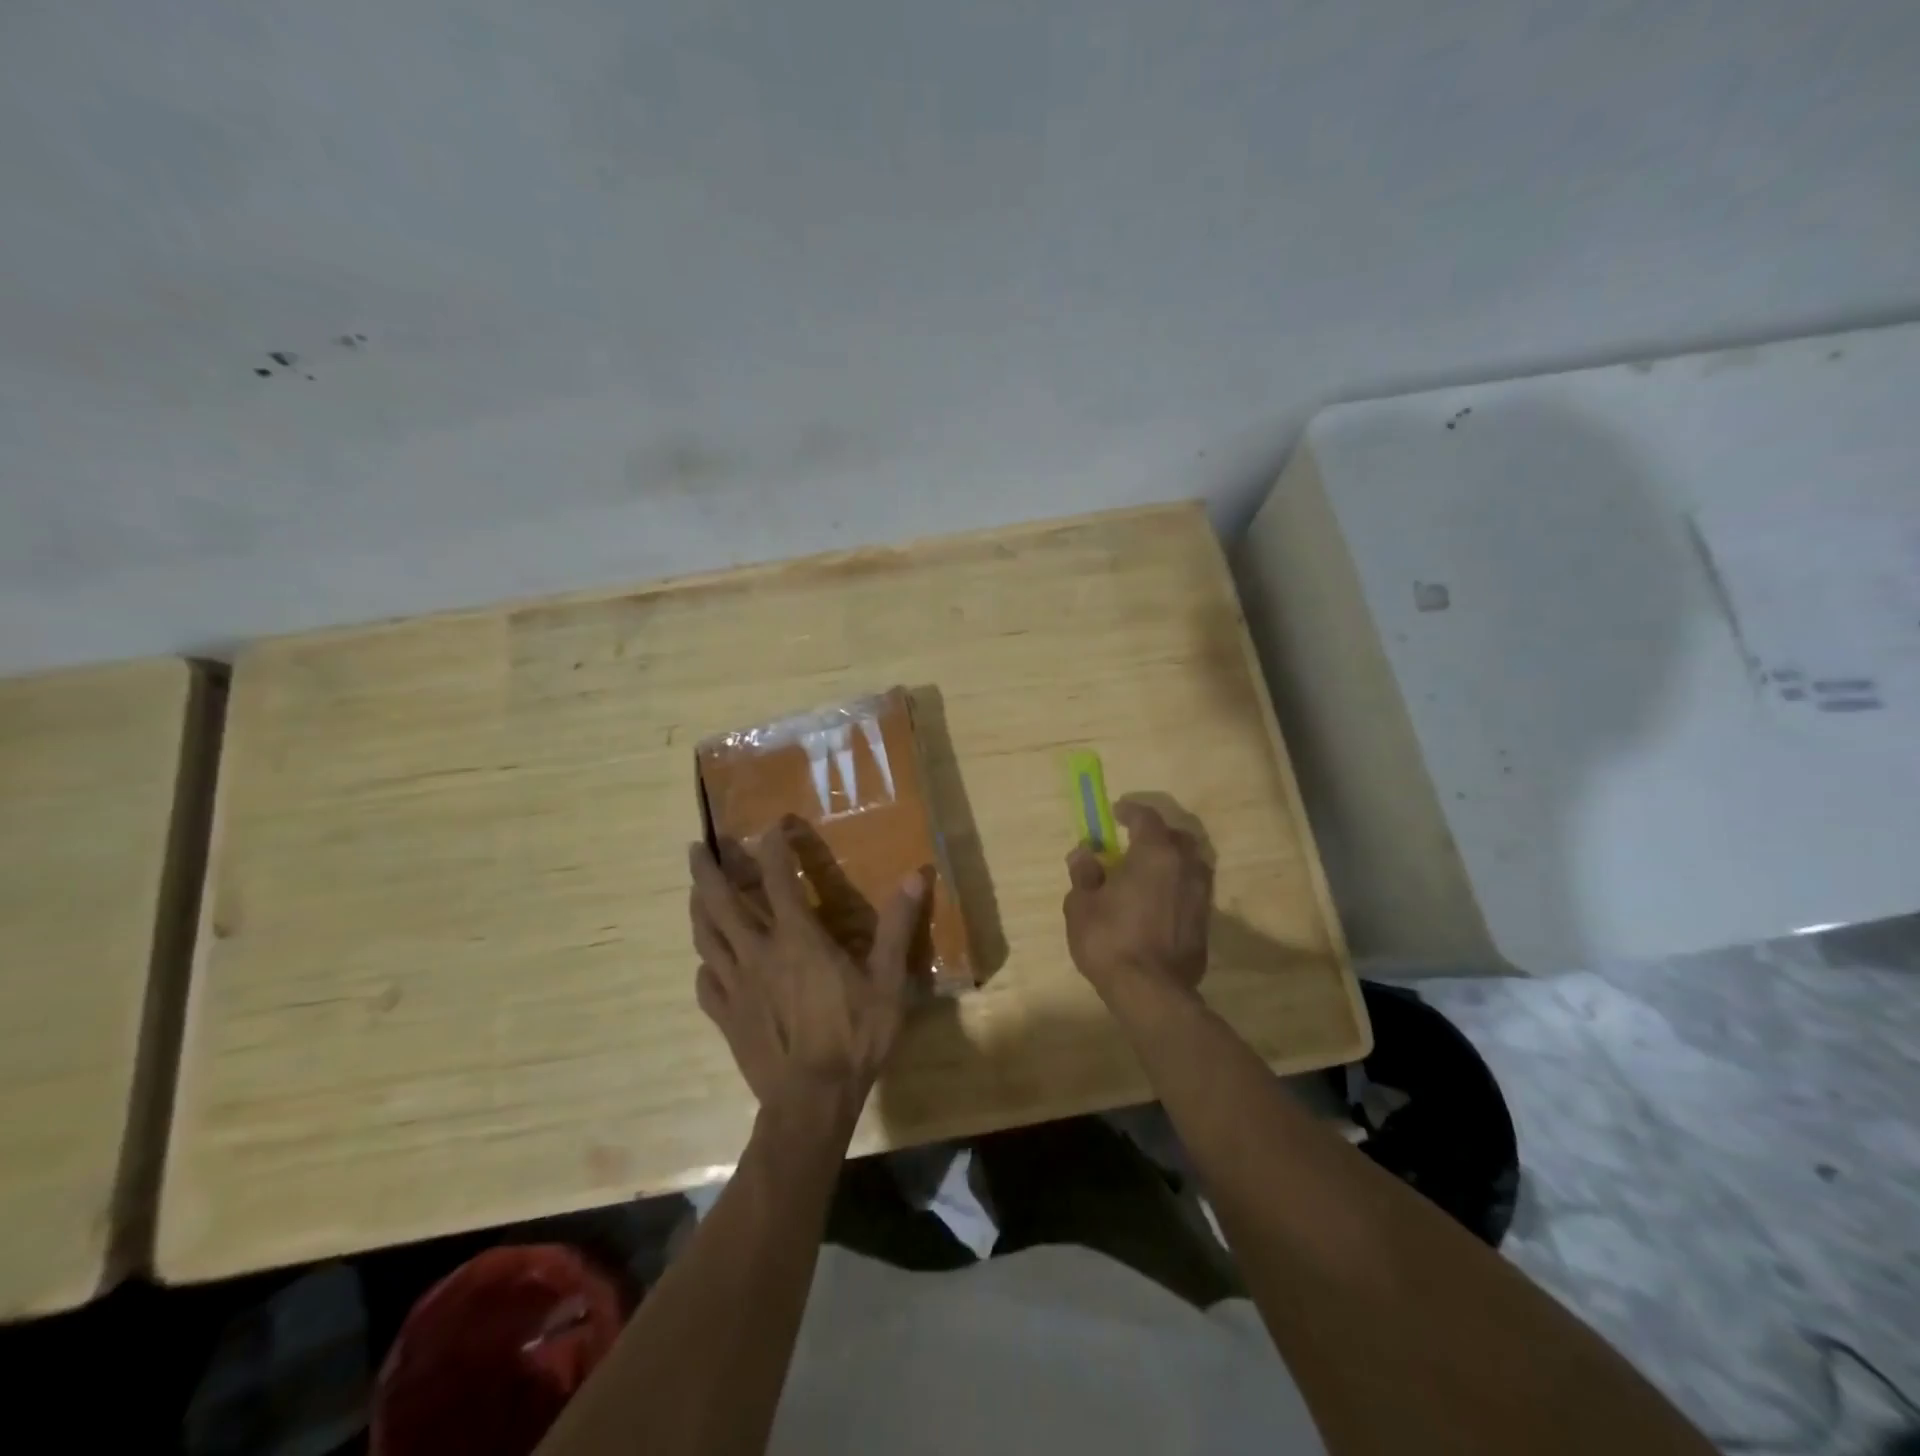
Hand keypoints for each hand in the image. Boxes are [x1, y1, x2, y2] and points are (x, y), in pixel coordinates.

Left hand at [689, 823, 925, 1120]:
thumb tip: (916, 875)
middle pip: (721, 902)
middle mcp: (758, 952)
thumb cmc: (853, 1036)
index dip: (771, 847)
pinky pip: (705, 982)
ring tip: (695, 891)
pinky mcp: (726, 1017)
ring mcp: (735, 986)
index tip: (770, 826)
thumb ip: (898, 925)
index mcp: (797, 938)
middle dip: (707, 871)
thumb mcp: (888, 980)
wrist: (811, 1101)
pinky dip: (703, 964)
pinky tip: (706, 962)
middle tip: (696, 849)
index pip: (776, 878)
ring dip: (697, 908)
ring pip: (705, 937)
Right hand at [1063, 801, 1212, 995]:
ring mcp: (1201, 895)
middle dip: (1155, 834)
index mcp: (1155, 854)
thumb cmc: (1110, 940)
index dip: (1130, 812)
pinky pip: (1192, 890)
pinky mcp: (1206, 922)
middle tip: (1133, 843)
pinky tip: (1158, 902)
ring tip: (1147, 873)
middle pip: (1176, 837)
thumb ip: (1084, 873)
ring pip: (1189, 864)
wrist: (1151, 992)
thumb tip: (1085, 854)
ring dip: (1170, 861)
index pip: (1146, 818)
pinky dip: (1176, 887)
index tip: (1116, 813)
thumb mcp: (1081, 904)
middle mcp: (1185, 866)